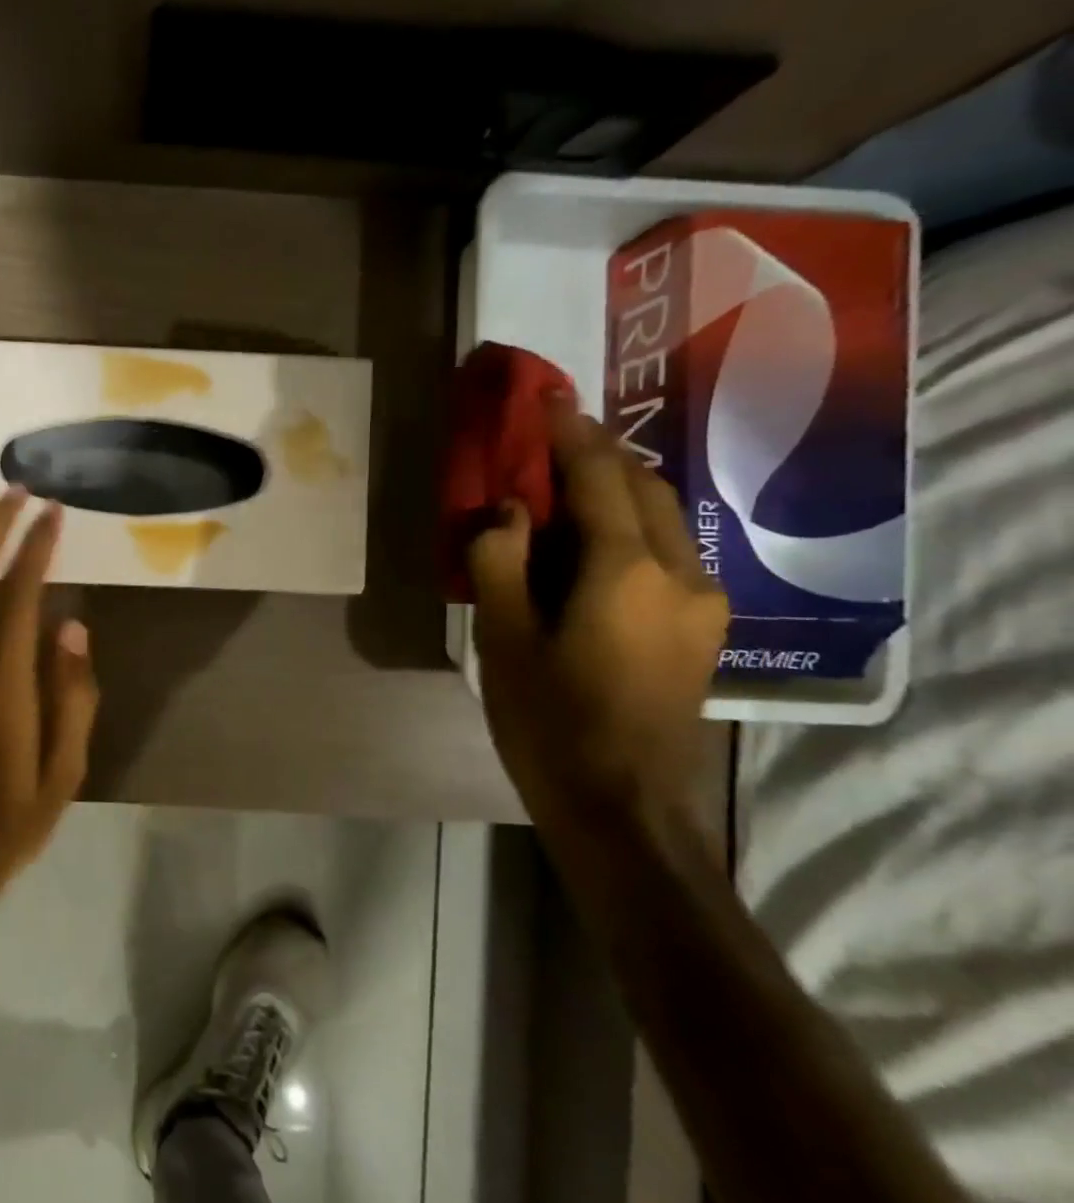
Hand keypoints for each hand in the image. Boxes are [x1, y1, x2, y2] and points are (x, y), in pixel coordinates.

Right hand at [468, 399, 727, 836]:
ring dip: (618, 490)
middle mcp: (681, 573)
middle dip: (600, 454)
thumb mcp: (504, 639)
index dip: (570, 432)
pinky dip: (631, 526)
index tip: (547, 396)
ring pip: (664, 519)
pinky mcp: (702, 630)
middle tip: (551, 438)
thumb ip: (500, 560)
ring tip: (567, 486)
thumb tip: (510, 510)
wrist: (623, 806)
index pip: (601, 478)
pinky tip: (594, 544)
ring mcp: (702, 603)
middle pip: (645, 488)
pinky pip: (668, 552)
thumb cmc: (549, 721)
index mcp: (627, 570)